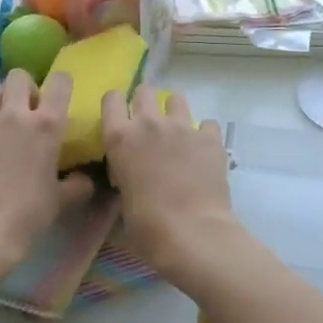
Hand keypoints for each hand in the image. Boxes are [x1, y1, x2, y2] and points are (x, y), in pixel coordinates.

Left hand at [0, 70, 91, 270]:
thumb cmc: (29, 213)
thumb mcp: (61, 200)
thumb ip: (77, 184)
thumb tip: (84, 180)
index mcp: (46, 124)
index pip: (59, 82)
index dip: (62, 83)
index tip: (61, 96)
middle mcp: (14, 115)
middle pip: (18, 77)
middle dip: (26, 87)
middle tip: (30, 110)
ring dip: (1, 104)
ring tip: (4, 126)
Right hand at [101, 87, 238, 281]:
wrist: (192, 231)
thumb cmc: (147, 226)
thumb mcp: (122, 199)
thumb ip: (124, 177)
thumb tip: (129, 176)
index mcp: (120, 138)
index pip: (111, 99)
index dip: (115, 106)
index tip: (119, 118)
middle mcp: (149, 124)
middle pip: (145, 91)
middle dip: (145, 104)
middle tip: (149, 127)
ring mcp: (183, 127)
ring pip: (176, 99)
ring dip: (174, 112)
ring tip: (178, 134)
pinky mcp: (210, 137)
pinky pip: (207, 124)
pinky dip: (204, 134)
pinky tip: (204, 151)